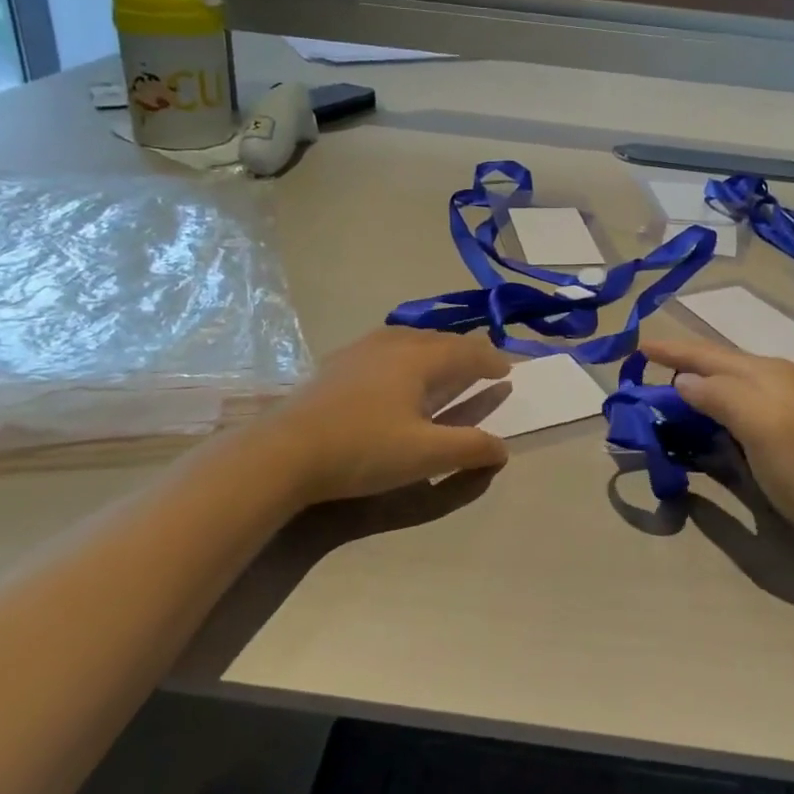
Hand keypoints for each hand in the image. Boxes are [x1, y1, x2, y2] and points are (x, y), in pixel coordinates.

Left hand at [260, 327, 512, 506]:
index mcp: (419, 359)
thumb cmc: (363, 450)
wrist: (285, 451)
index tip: (508, 370)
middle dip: (465, 350)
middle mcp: (392, 344)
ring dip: (434, 348)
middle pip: (440, 339)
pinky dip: (405, 353)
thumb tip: (502, 448)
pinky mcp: (336, 364)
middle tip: (481, 364)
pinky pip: (384, 347)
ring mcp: (360, 350)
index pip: (467, 353)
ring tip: (443, 360)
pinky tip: (393, 369)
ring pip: (409, 338)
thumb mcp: (425, 455)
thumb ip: (469, 448)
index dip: (491, 361)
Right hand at [637, 335, 793, 549]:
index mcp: (764, 373)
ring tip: (667, 387)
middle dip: (682, 363)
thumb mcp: (760, 426)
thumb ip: (720, 396)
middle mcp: (772, 381)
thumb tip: (682, 381)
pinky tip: (704, 417)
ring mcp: (781, 406)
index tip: (637, 346)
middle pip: (717, 364)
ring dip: (696, 383)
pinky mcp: (784, 432)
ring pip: (727, 384)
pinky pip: (736, 407)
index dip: (672, 350)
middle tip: (647, 365)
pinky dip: (711, 406)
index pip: (707, 354)